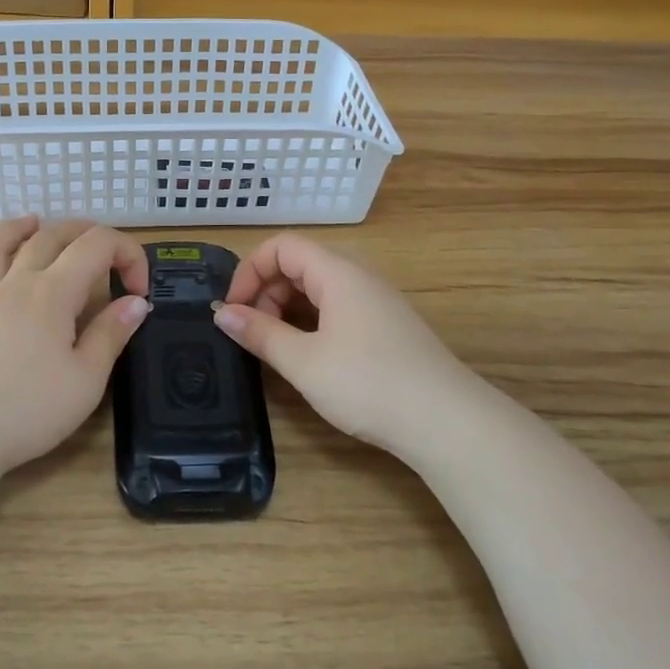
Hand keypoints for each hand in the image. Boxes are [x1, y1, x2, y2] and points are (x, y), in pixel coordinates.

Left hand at [0, 216, 151, 482]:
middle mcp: (16, 283)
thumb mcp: (85, 380)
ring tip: (33, 222)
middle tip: (104, 248)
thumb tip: (135, 302)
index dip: (127, 255)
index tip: (139, 292)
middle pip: (50, 236)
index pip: (97, 246)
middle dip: (83, 232)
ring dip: (20, 228)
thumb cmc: (27, 410)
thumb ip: (111, 334)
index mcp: (53, 292)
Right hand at [214, 233, 478, 462]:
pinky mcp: (386, 326)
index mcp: (338, 273)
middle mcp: (359, 276)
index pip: (282, 246)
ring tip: (274, 346)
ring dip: (287, 308)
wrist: (447, 422)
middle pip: (299, 263)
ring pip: (318, 287)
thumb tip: (222, 313)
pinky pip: (337, 307)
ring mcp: (376, 301)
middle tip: (252, 333)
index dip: (249, 270)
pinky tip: (306, 354)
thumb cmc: (369, 384)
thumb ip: (260, 333)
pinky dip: (310, 320)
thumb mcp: (304, 362)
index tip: (232, 309)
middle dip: (266, 291)